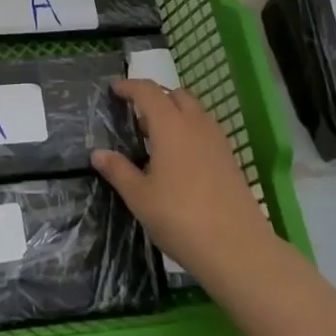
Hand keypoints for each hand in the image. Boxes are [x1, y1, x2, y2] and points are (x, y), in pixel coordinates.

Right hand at [93, 78, 272, 281]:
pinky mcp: (230, 159)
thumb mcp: (140, 197)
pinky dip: (190, 131)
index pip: (148, 91)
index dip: (130, 86)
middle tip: (137, 117)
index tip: (115, 89)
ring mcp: (217, 141)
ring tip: (157, 139)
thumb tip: (98, 154)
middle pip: (176, 95)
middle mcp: (196, 124)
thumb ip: (118, 171)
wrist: (238, 248)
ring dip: (175, 114)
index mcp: (170, 125)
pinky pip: (206, 131)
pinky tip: (180, 160)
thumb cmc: (180, 218)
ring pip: (194, 112)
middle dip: (156, 98)